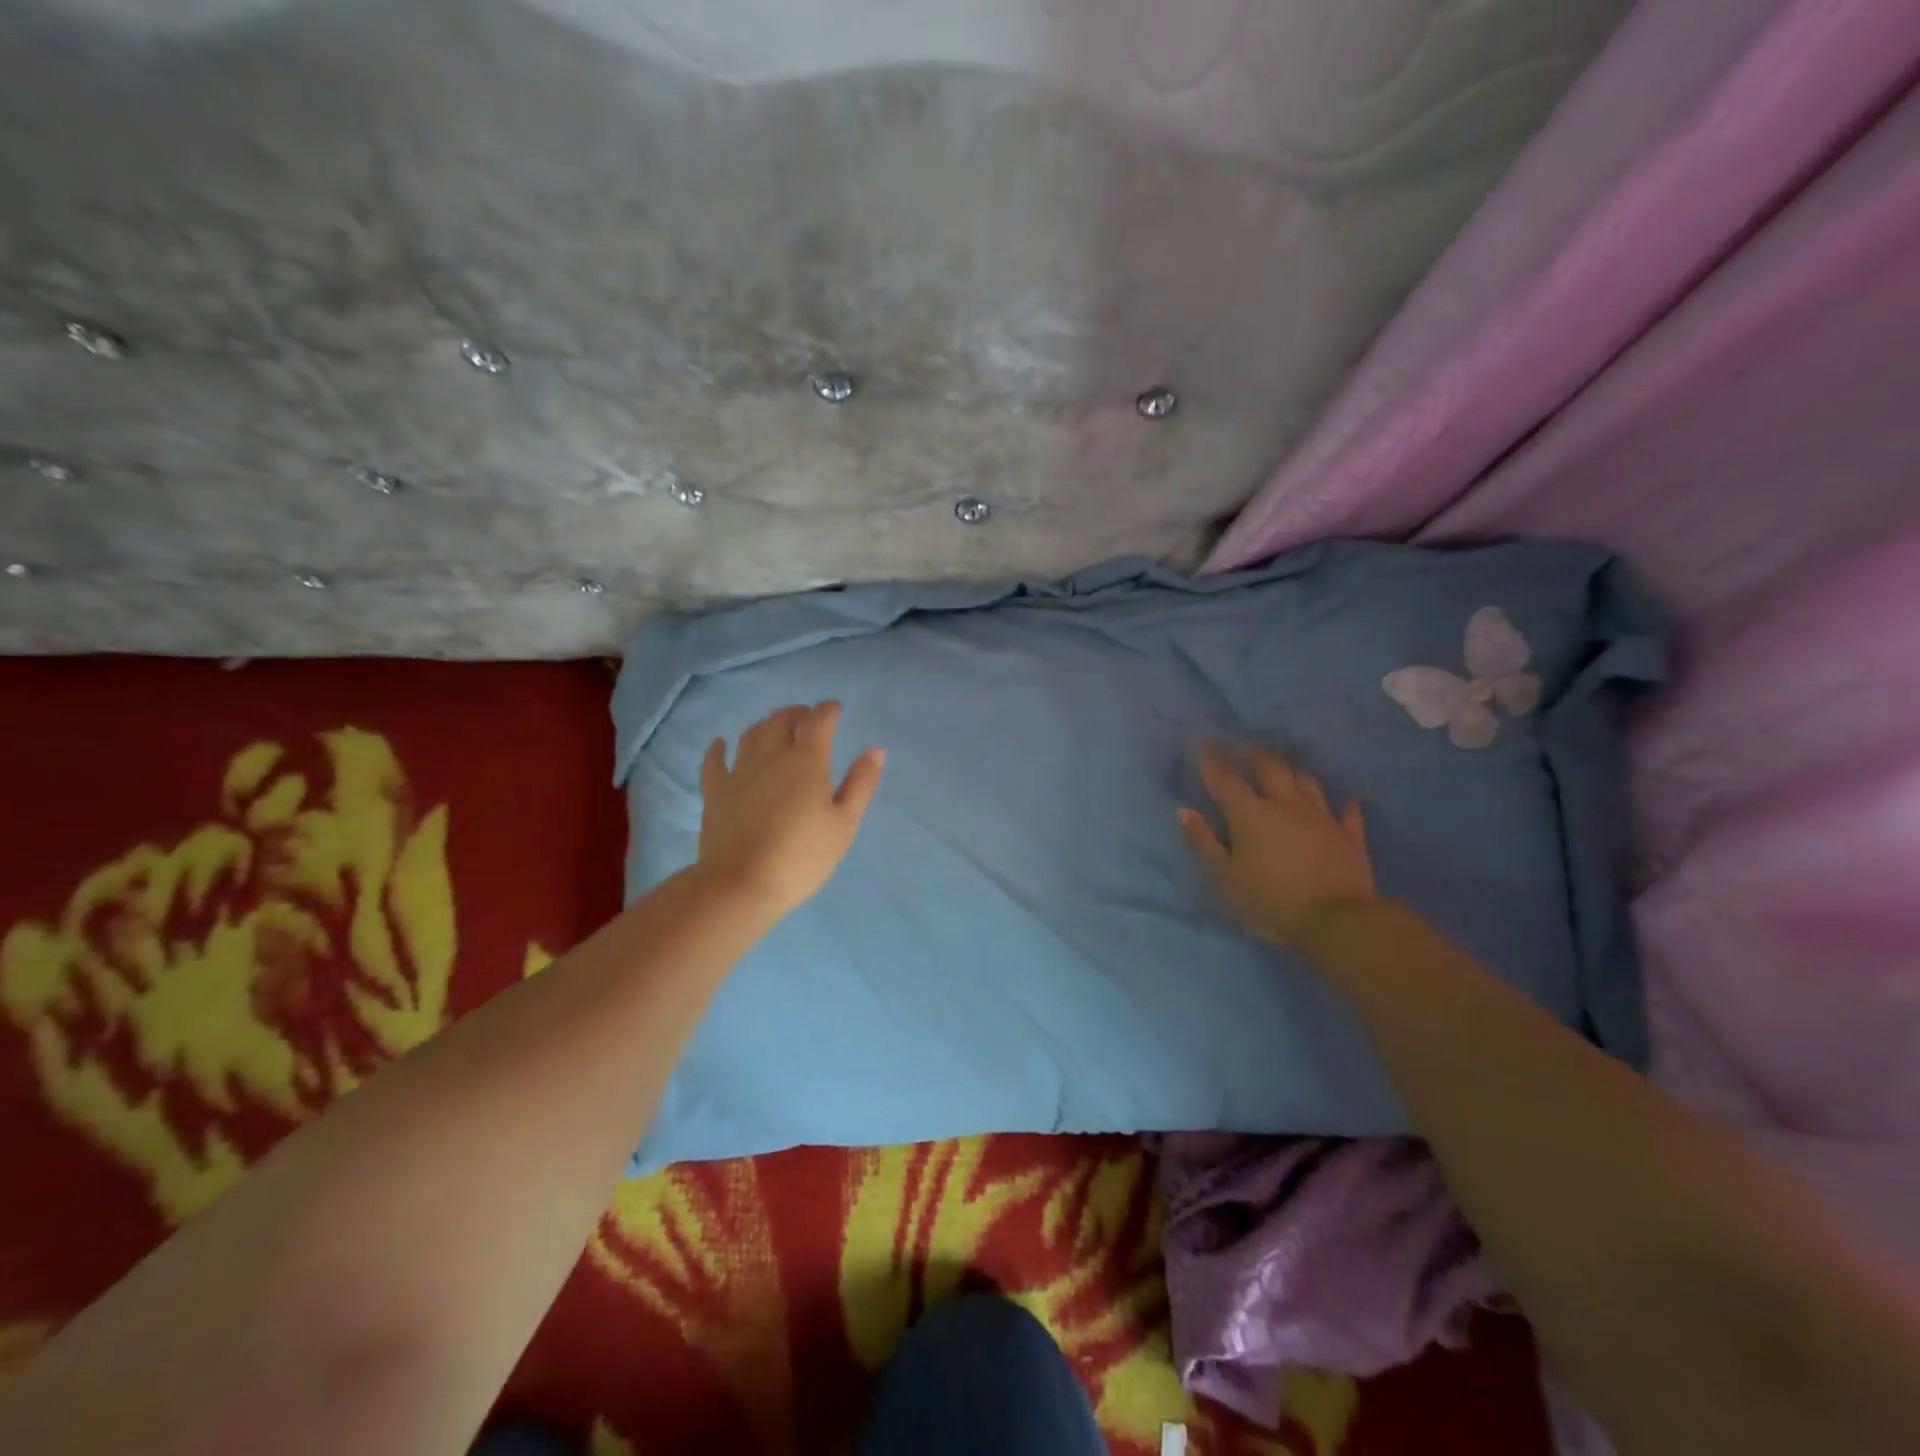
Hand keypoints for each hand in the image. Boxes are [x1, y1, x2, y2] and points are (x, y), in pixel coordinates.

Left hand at [696, 702, 885, 917]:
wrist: (741, 884)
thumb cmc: (802, 856)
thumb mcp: (844, 824)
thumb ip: (860, 784)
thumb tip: (875, 750)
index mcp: (807, 761)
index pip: (818, 721)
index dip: (828, 710)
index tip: (835, 708)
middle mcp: (771, 756)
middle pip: (781, 721)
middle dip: (797, 713)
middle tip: (807, 718)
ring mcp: (739, 772)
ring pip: (751, 734)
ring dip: (766, 724)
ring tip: (775, 727)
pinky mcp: (715, 791)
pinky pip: (714, 761)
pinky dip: (719, 748)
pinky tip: (721, 744)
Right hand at [1179, 745, 1377, 944]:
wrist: (1337, 920)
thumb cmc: (1270, 900)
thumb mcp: (1224, 876)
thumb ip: (1203, 842)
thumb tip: (1184, 811)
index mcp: (1250, 815)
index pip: (1225, 780)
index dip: (1212, 760)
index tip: (1203, 742)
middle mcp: (1286, 806)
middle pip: (1271, 769)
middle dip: (1256, 756)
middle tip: (1247, 748)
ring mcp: (1321, 818)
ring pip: (1307, 783)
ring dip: (1294, 771)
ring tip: (1286, 766)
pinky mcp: (1349, 837)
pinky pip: (1348, 814)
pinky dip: (1345, 805)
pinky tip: (1347, 799)